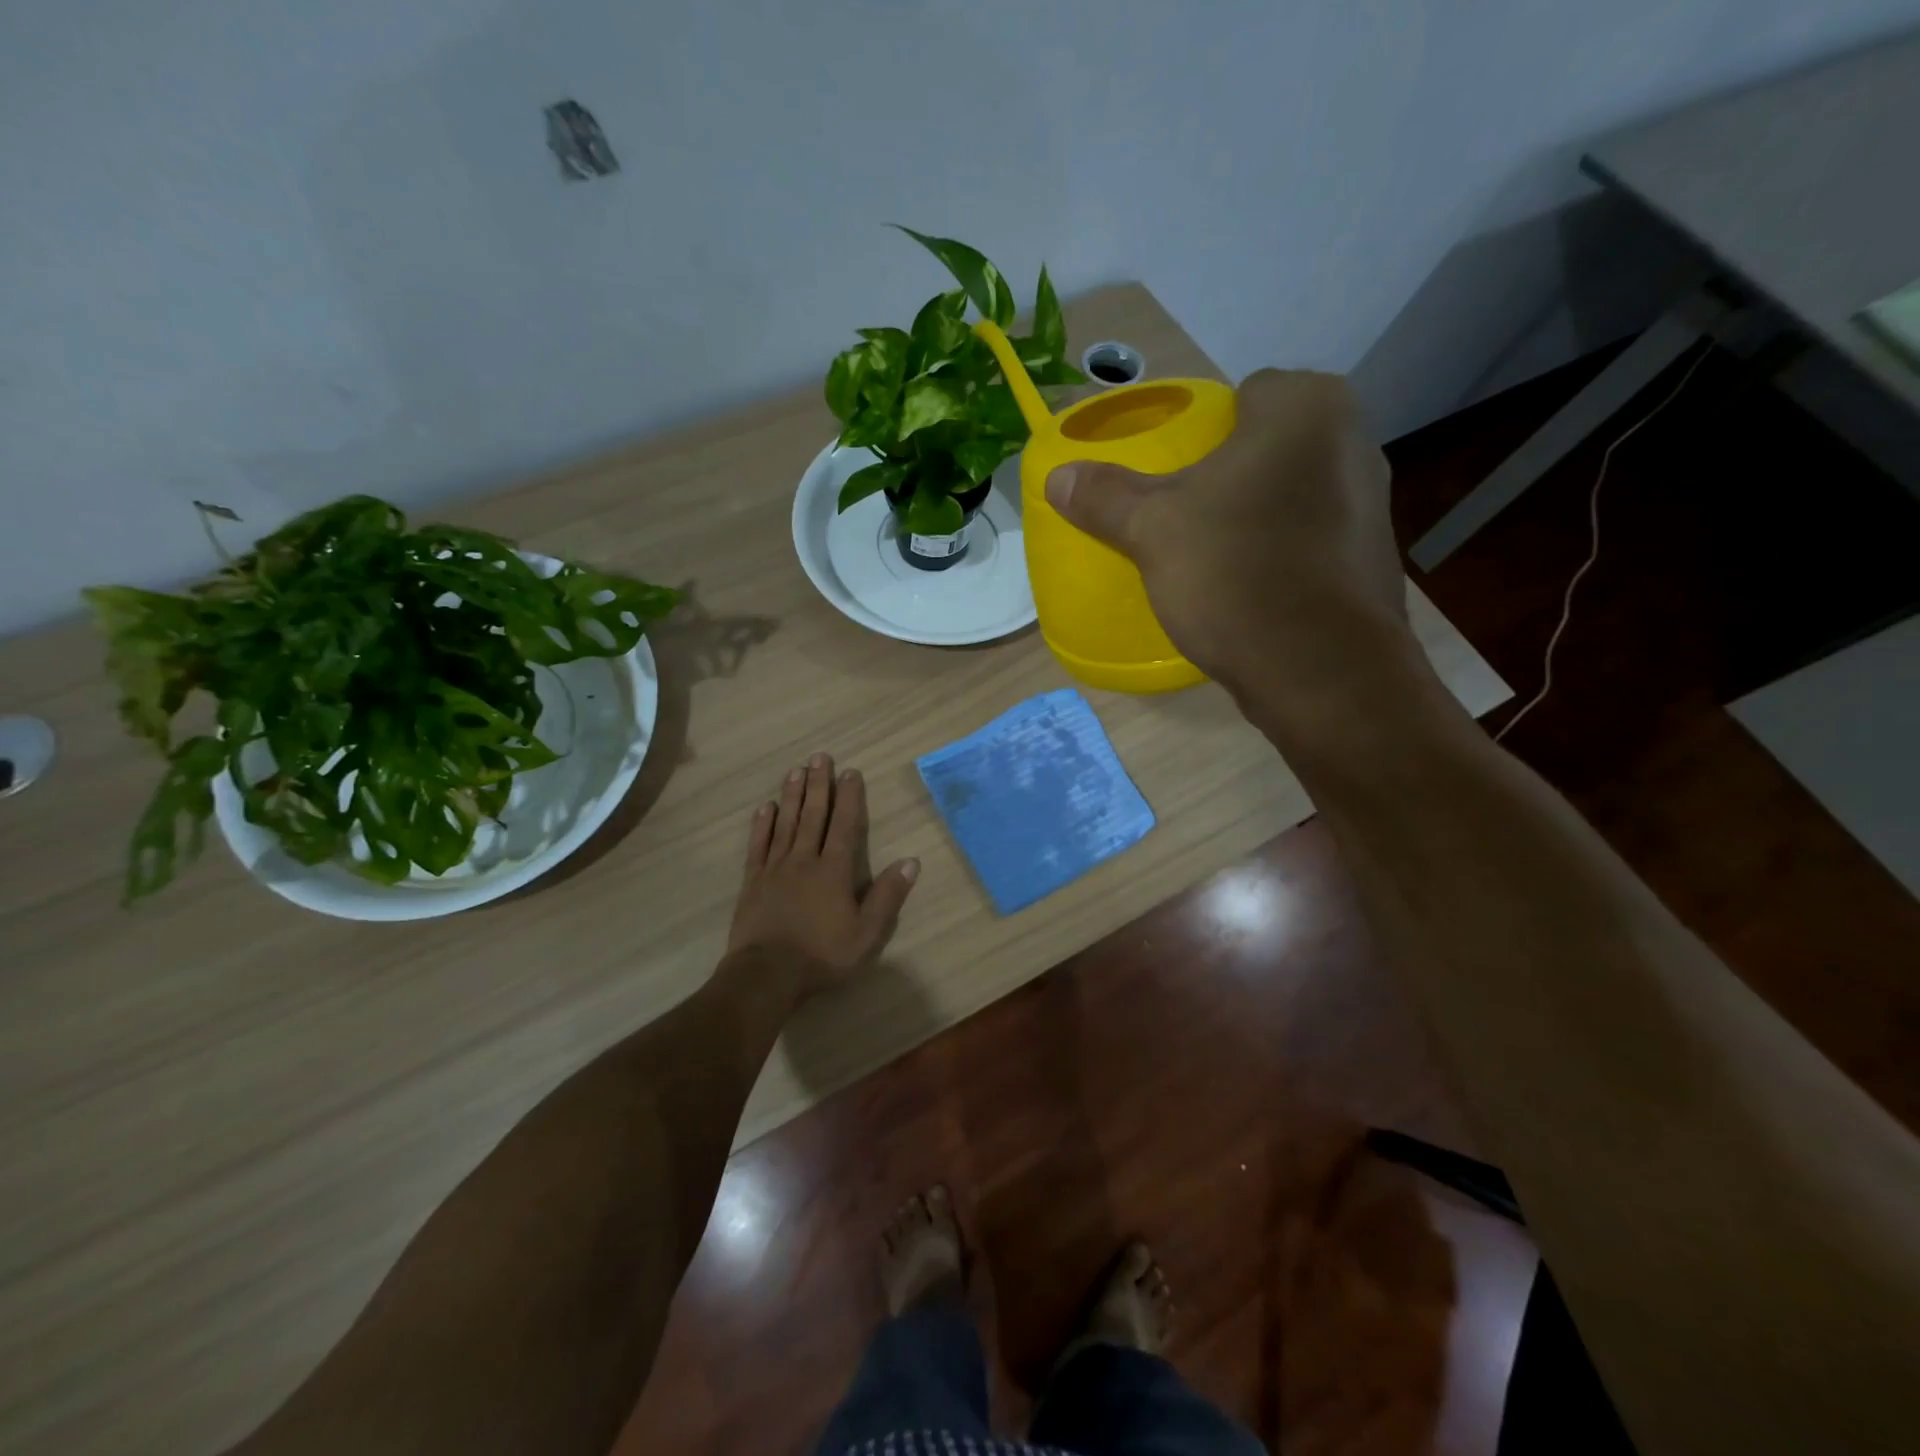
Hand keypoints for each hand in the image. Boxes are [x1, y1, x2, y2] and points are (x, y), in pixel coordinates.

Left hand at [725, 753, 919, 994]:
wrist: (766, 975)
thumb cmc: (822, 955)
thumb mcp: (867, 933)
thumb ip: (887, 896)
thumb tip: (911, 861)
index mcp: (834, 870)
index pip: (844, 825)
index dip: (849, 797)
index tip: (851, 772)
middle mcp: (804, 860)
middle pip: (813, 815)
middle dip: (819, 785)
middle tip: (820, 757)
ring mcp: (775, 868)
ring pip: (785, 823)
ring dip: (792, 795)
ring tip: (796, 770)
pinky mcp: (753, 881)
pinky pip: (758, 845)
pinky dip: (762, 824)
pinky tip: (765, 807)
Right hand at [1044, 370, 1405, 702]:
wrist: (1319, 669)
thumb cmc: (1235, 573)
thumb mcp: (1152, 531)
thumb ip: (1105, 496)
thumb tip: (1057, 476)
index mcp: (1307, 409)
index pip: (1246, 394)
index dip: (1204, 431)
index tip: (1174, 474)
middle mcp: (1354, 441)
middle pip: (1270, 445)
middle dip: (1230, 473)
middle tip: (1183, 514)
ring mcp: (1373, 504)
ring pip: (1293, 493)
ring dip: (1257, 514)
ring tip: (1213, 554)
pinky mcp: (1373, 560)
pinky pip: (1311, 539)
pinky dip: (1282, 553)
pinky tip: (1250, 588)